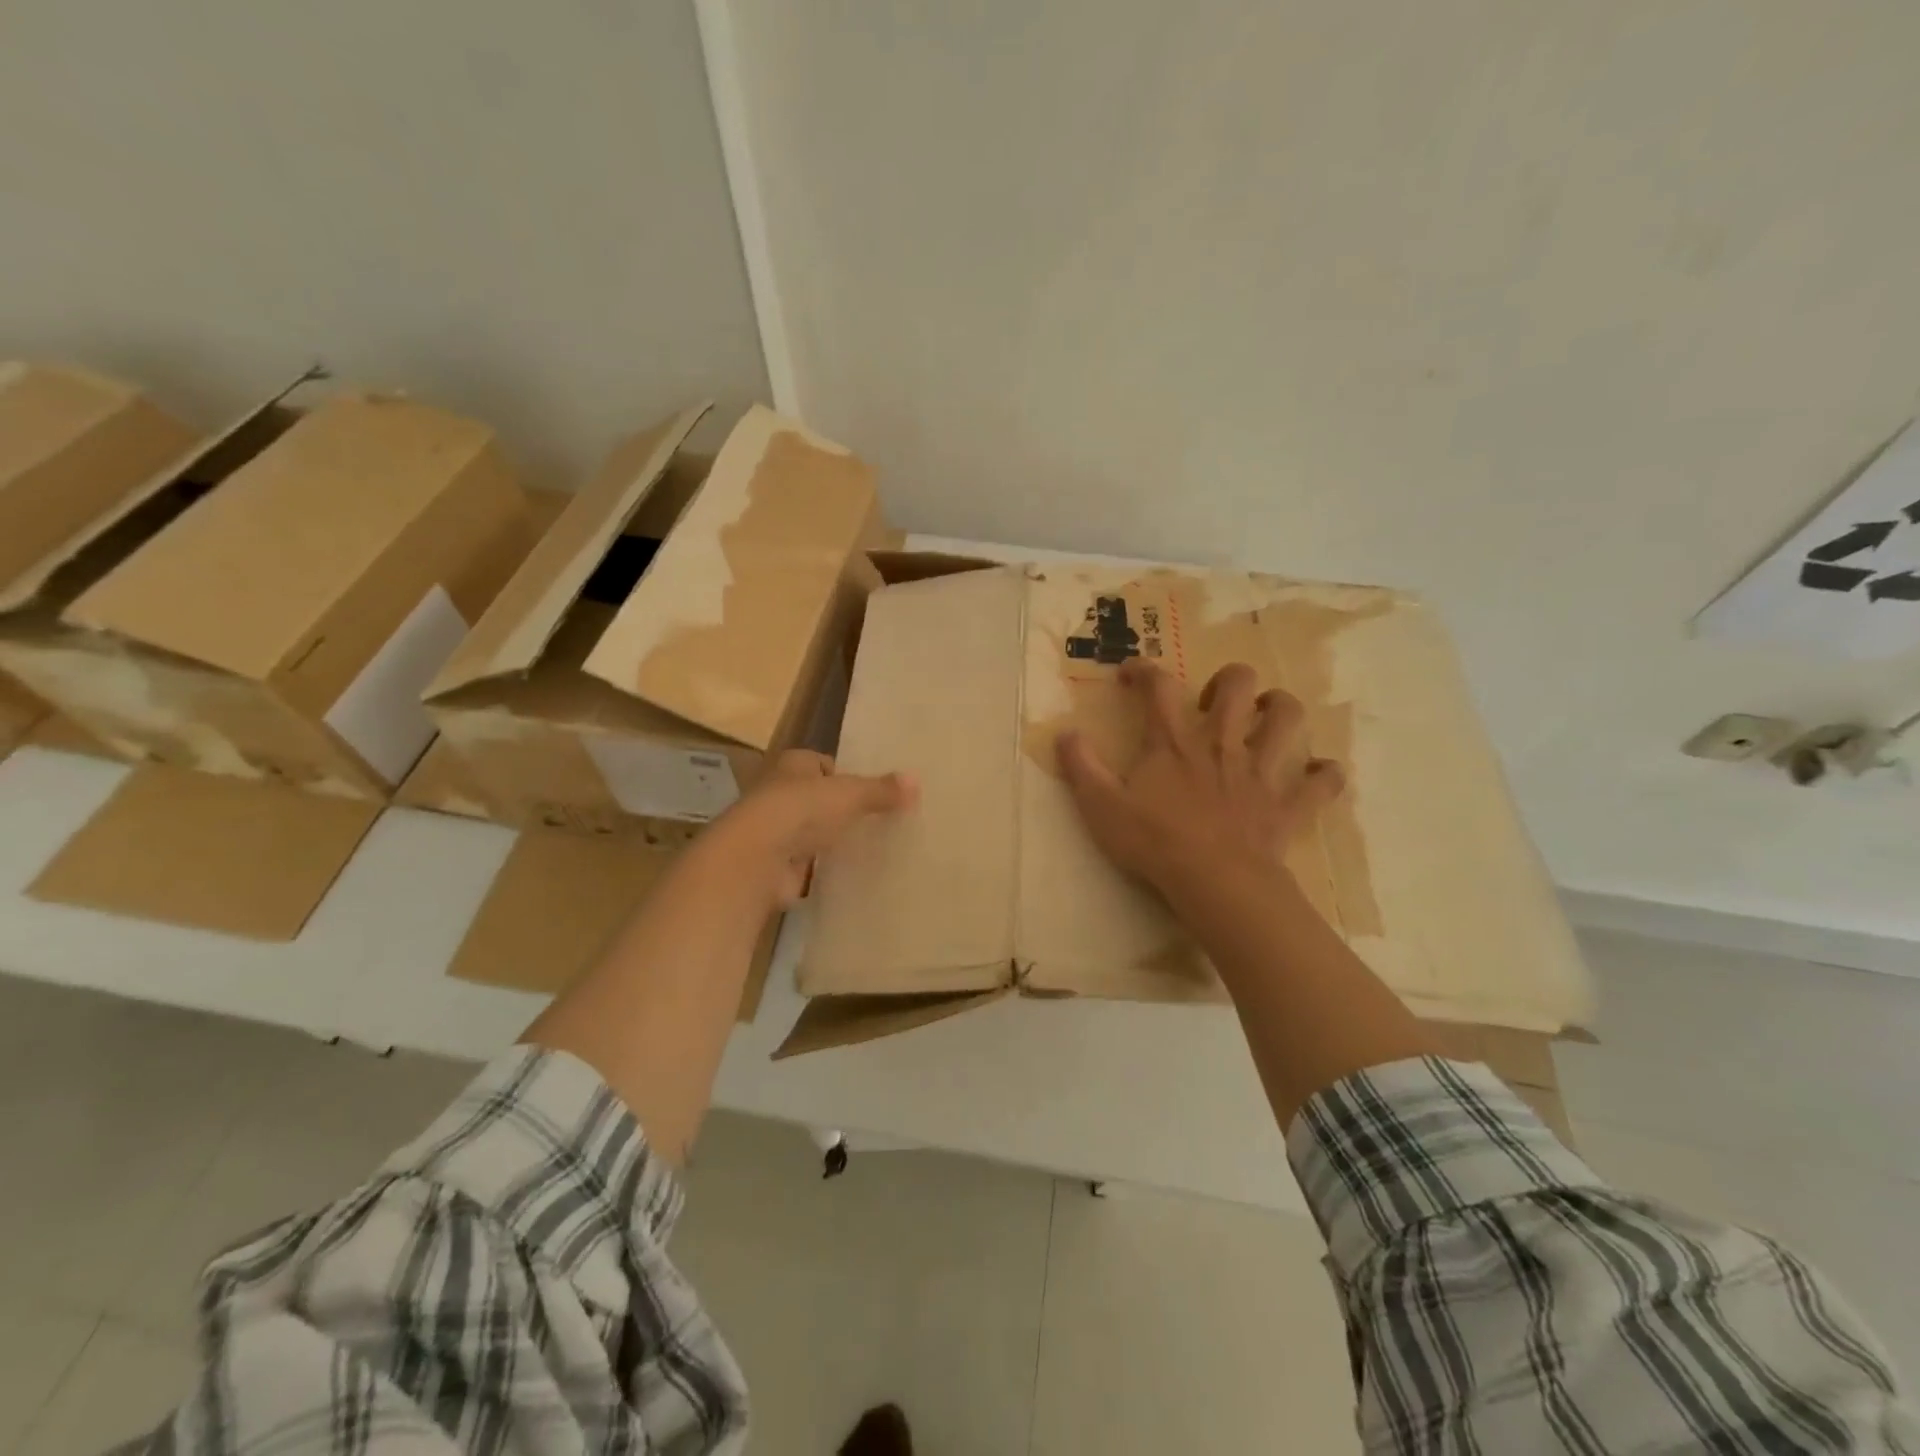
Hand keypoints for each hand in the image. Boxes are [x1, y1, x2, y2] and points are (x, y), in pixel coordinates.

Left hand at [711, 749, 916, 907]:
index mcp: (792, 765)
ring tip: (868, 849)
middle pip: (815, 799)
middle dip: (838, 810)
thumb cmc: (802, 810)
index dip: (844, 775)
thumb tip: (916, 781)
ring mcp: (774, 832)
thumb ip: (882, 790)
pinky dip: (822, 870)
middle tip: (876, 821)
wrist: (756, 859)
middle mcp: (778, 793)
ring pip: (810, 833)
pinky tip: (848, 875)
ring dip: (830, 841)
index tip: (870, 791)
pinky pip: (807, 865)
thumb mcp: (851, 794)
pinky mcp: (775, 866)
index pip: (820, 764)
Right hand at [1055, 660, 1342, 900]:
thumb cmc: (1154, 843)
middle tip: (1214, 703)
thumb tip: (1063, 732)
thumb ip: (1080, 766)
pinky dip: (1324, 775)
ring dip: (1280, 710)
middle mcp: (1222, 744)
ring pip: (1288, 719)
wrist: (1215, 883)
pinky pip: (1323, 782)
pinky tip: (1316, 775)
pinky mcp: (1289, 804)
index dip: (1145, 670)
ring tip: (1266, 719)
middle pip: (1238, 685)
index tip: (1132, 672)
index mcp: (1174, 742)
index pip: (1160, 686)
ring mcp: (1261, 772)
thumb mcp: (1100, 806)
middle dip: (1228, 681)